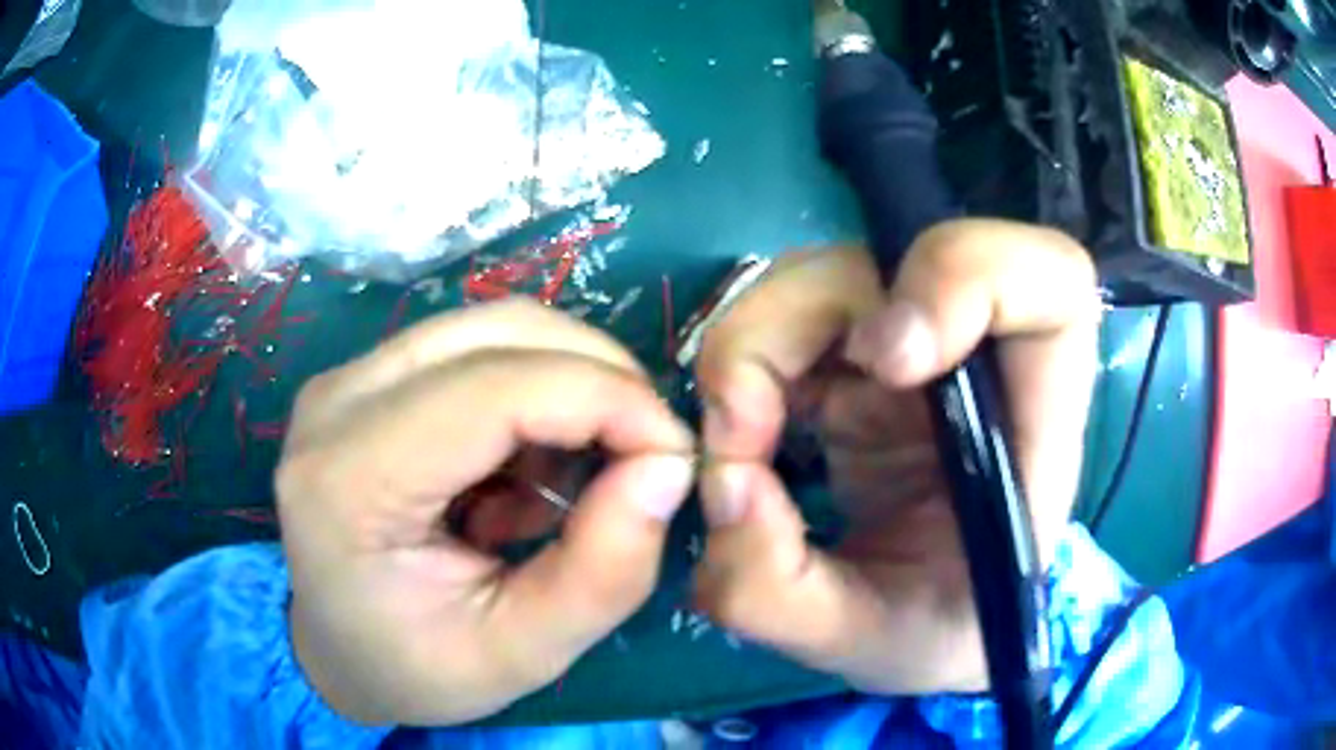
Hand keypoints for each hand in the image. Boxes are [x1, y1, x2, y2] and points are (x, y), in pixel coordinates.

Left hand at [278, 300, 695, 725]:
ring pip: (491, 328)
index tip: (676, 452)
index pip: (493, 389)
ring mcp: (346, 380)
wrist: (335, 650)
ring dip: (565, 385)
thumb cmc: (415, 666)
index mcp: (350, 481)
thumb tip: (666, 465)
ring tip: (572, 478)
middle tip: (643, 456)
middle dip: (598, 379)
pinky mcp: (364, 378)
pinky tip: (522, 472)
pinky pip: (473, 349)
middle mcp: (336, 403)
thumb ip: (604, 572)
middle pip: (498, 332)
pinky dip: (530, 395)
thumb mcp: (523, 653)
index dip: (605, 399)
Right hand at [692, 220, 1099, 693]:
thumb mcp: (864, 645)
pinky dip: (742, 367)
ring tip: (733, 444)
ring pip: (825, 277)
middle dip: (790, 327)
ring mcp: (914, 353)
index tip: (886, 361)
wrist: (931, 629)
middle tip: (740, 432)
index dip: (969, 278)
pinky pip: (787, 321)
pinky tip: (739, 433)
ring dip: (752, 348)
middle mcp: (977, 363)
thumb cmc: (934, 633)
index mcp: (1032, 425)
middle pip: (894, 257)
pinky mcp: (857, 363)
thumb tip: (722, 483)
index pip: (1053, 285)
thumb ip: (783, 594)